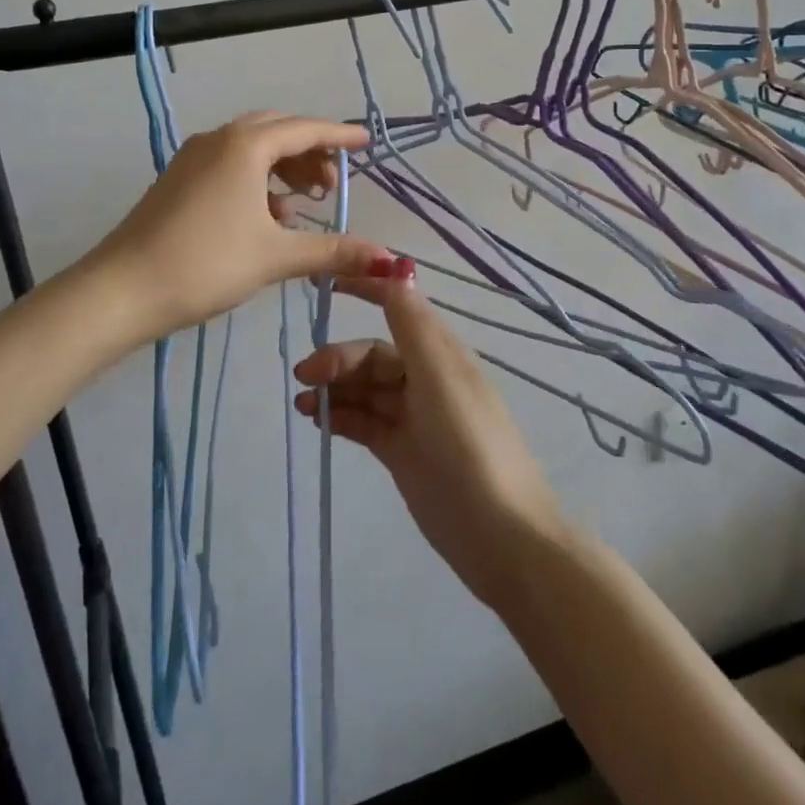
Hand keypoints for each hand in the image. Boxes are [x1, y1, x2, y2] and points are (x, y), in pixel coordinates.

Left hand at [89, 111, 388, 341]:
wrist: (122, 289)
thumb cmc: (205, 263)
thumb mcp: (275, 256)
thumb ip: (332, 251)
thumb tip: (387, 258)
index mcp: (245, 146)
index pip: (304, 129)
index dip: (339, 135)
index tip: (366, 143)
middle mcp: (219, 139)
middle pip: (277, 131)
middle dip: (309, 152)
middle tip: (332, 184)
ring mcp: (194, 158)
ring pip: (251, 148)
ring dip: (282, 168)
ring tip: (303, 204)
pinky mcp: (179, 179)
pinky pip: (230, 164)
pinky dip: (256, 180)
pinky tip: (266, 217)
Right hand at [293, 261, 566, 605]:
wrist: (500, 534)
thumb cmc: (470, 443)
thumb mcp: (439, 376)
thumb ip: (412, 325)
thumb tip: (398, 269)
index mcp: (441, 353)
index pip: (398, 308)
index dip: (366, 290)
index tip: (326, 284)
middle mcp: (426, 378)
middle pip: (373, 355)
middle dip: (339, 358)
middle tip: (305, 376)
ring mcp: (413, 417)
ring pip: (365, 389)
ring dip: (335, 388)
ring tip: (304, 402)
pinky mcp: (402, 452)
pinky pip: (364, 422)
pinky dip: (341, 416)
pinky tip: (318, 421)